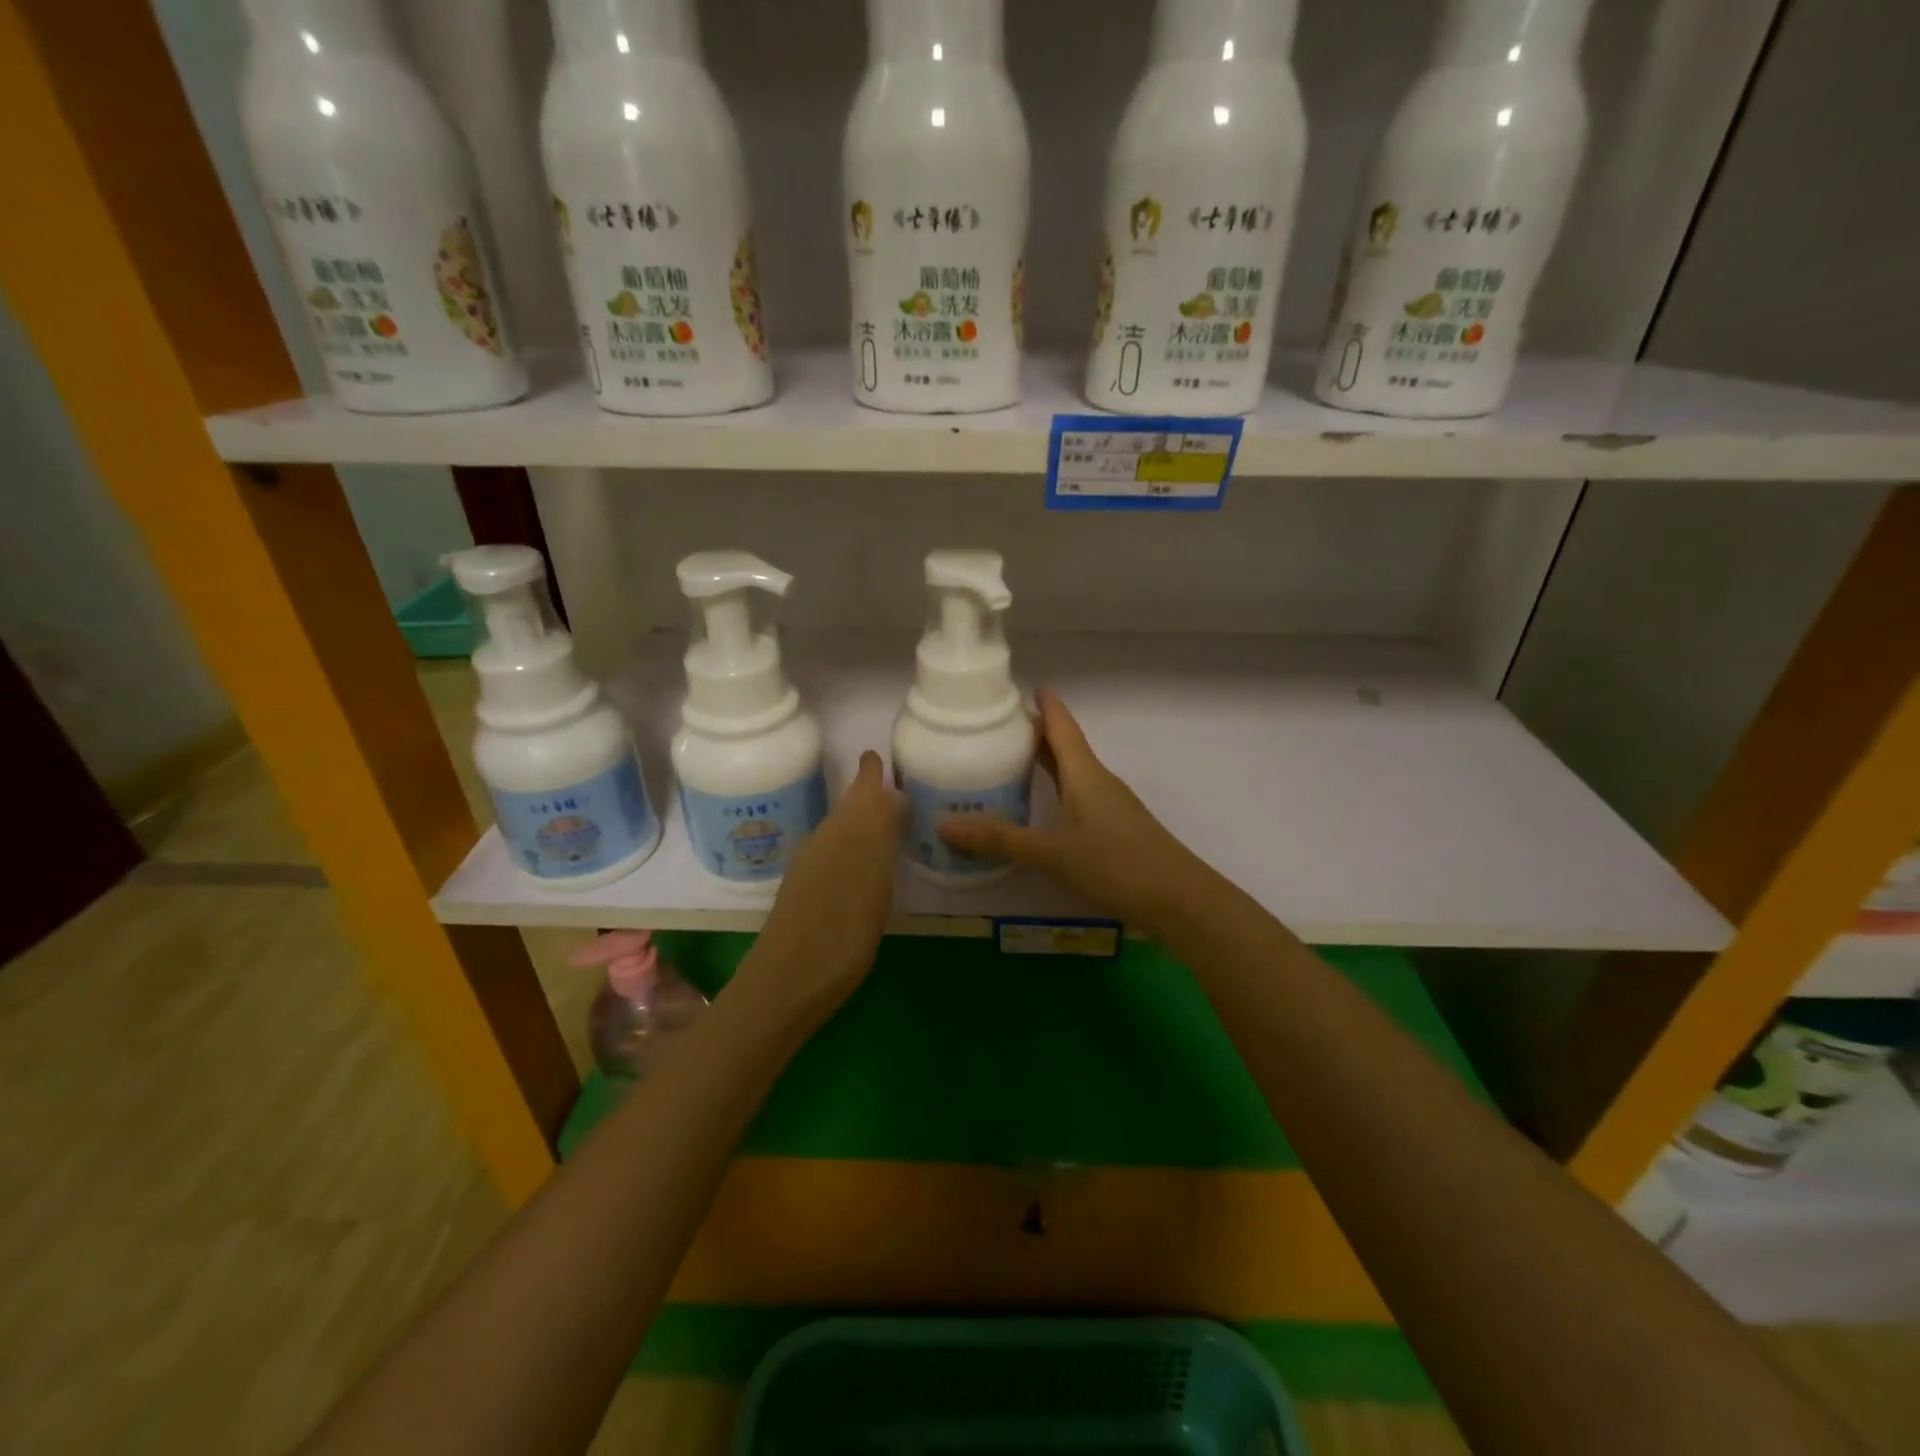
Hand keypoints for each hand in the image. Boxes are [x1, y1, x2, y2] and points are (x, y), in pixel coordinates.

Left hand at [733, 750, 904, 1027]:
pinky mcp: (804, 892)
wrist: (786, 982)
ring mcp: (811, 868)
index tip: (877, 755)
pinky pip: (832, 850)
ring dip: (857, 815)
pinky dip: (849, 842)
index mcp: (846, 835)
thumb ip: (881, 836)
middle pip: (847, 807)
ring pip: (838, 827)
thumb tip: (891, 796)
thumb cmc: (842, 935)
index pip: (862, 792)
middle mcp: (825, 842)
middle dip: (864, 790)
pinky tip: (859, 858)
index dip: (870, 774)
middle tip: (883, 779)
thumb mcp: (874, 882)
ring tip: (880, 814)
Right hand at [938, 688, 1212, 939]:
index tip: (1020, 686)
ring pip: (1072, 773)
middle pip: (1064, 747)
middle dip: (1034, 734)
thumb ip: (1000, 839)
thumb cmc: (1116, 863)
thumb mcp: (1052, 851)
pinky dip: (1055, 792)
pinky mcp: (1114, 829)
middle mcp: (1098, 782)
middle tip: (996, 728)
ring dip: (1044, 764)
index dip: (1043, 704)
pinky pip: (1077, 797)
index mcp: (1084, 773)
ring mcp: (1109, 806)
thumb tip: (944, 824)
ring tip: (1008, 763)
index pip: (1061, 726)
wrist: (1179, 899)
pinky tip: (1040, 810)